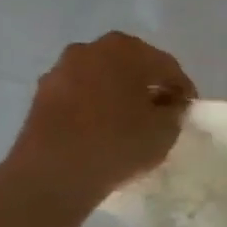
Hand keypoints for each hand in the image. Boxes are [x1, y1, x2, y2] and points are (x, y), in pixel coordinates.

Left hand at [0, 33, 196, 204]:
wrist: (51, 177)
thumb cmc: (118, 143)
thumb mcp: (167, 129)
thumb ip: (174, 110)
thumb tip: (168, 106)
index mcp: (126, 49)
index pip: (167, 67)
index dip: (181, 90)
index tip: (186, 111)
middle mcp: (90, 50)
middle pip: (132, 66)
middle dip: (147, 86)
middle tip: (160, 112)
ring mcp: (60, 71)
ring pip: (103, 79)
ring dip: (118, 94)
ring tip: (129, 122)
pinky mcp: (40, 97)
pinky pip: (79, 94)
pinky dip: (94, 106)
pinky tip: (103, 129)